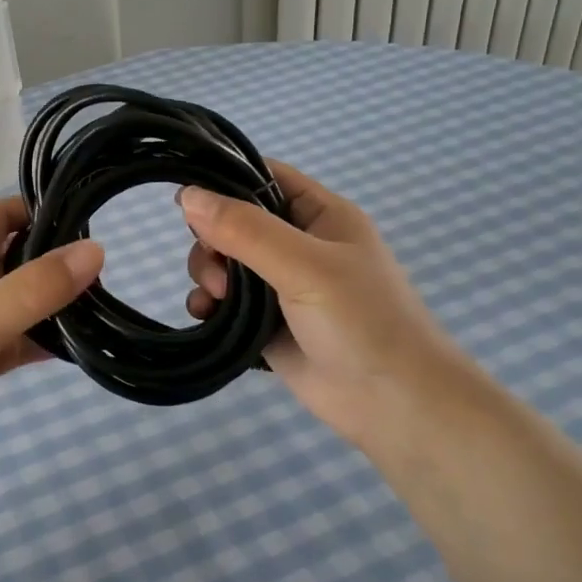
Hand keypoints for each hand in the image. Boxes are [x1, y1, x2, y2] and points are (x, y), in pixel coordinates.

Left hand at [0, 196, 103, 496]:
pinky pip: (18, 341)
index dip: (33, 208)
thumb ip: (35, 287)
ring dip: (52, 300)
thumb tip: (95, 250)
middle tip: (101, 265)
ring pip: (19, 301)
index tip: (81, 214)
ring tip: (99, 302)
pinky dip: (44, 341)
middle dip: (51, 255)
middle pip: (12, 256)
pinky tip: (77, 347)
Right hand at [180, 162, 470, 461]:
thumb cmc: (362, 321)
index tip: (187, 199)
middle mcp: (299, 245)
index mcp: (320, 215)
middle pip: (235, 222)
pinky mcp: (265, 323)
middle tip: (215, 268)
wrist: (393, 405)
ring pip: (224, 263)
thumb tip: (187, 196)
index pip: (265, 177)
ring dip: (207, 273)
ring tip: (216, 299)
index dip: (226, 181)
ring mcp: (281, 286)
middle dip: (212, 240)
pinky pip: (224, 303)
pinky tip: (205, 315)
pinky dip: (208, 304)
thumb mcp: (305, 265)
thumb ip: (245, 230)